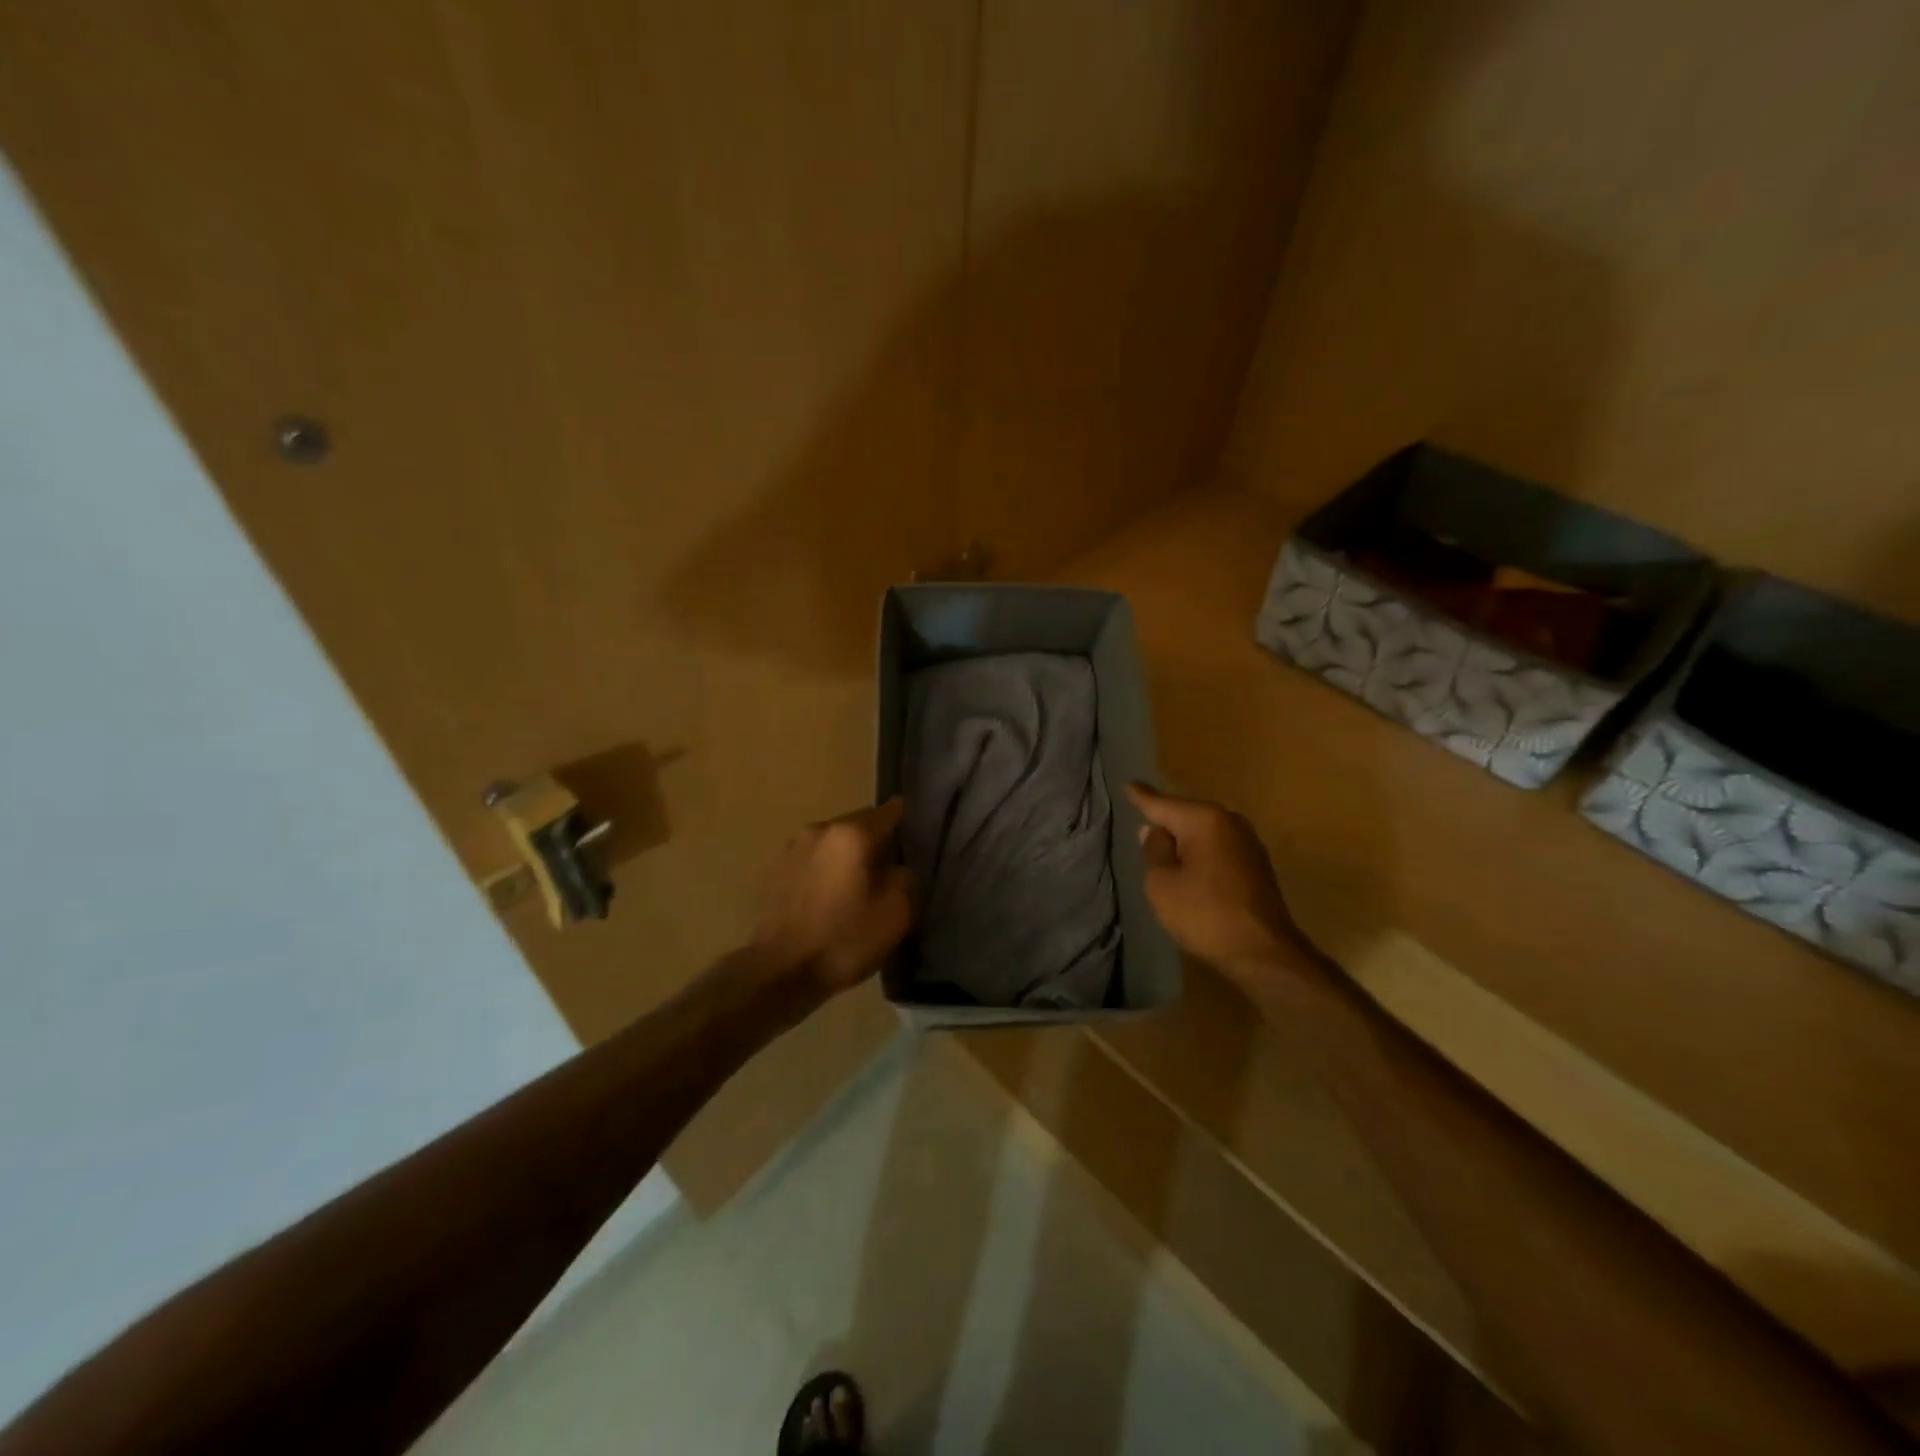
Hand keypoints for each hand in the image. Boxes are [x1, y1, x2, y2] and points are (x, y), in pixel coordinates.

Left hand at [752, 798, 916, 995]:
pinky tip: (829, 898)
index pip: (886, 812)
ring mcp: (791, 850)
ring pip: (831, 844)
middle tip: (889, 865)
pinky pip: (811, 862)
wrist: (779, 972)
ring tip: (857, 884)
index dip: (902, 817)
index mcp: (851, 834)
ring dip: (845, 857)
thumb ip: (904, 878)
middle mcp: (819, 830)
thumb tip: (895, 869)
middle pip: (856, 826)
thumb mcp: (895, 913)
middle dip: (873, 840)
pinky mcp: (774, 872)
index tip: (912, 826)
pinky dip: (824, 872)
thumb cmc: (843, 939)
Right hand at [1127, 783, 1296, 975]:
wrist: (1263, 952)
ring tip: (1163, 847)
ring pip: (1204, 832)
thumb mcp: (1161, 883)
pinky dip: (1201, 854)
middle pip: (1186, 815)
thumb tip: (1154, 831)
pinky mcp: (1256, 864)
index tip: (1129, 784)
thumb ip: (1154, 851)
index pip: (1162, 804)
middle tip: (1143, 823)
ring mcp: (1248, 842)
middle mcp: (1229, 821)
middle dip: (1166, 820)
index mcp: (1204, 820)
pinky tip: (1191, 866)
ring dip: (1185, 839)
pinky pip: (1218, 848)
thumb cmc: (1204, 914)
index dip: (1142, 797)